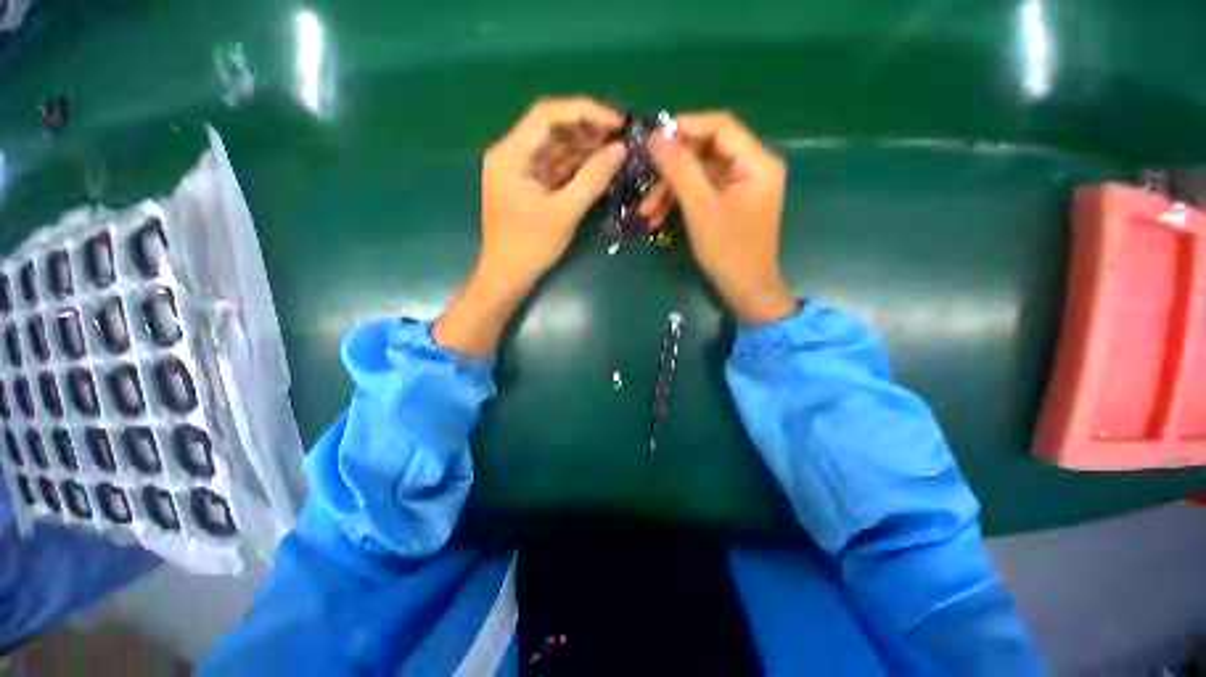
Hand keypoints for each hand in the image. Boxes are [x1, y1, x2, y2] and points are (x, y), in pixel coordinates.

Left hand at [480, 98, 625, 281]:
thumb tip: (621, 149)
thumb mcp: (565, 212)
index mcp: (511, 154)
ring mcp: (521, 170)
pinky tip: (600, 167)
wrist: (508, 276)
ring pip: (556, 148)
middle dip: (588, 130)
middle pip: (552, 128)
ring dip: (585, 148)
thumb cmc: (531, 246)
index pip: (548, 115)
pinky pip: (556, 167)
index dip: (585, 112)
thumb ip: (593, 179)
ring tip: (617, 151)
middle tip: (622, 138)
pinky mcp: (530, 186)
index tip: (617, 122)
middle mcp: (513, 154)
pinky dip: (578, 166)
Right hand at [647, 112, 796, 324]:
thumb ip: (679, 169)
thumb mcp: (700, 208)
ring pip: (699, 176)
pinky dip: (679, 203)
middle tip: (644, 184)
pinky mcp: (729, 205)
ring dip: (670, 192)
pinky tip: (657, 219)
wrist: (745, 291)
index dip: (685, 128)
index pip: (720, 127)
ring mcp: (740, 188)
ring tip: (645, 213)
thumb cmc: (728, 251)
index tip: (652, 140)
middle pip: (706, 153)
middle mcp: (752, 169)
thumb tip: (654, 137)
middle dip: (671, 171)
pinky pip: (701, 194)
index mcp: (757, 163)